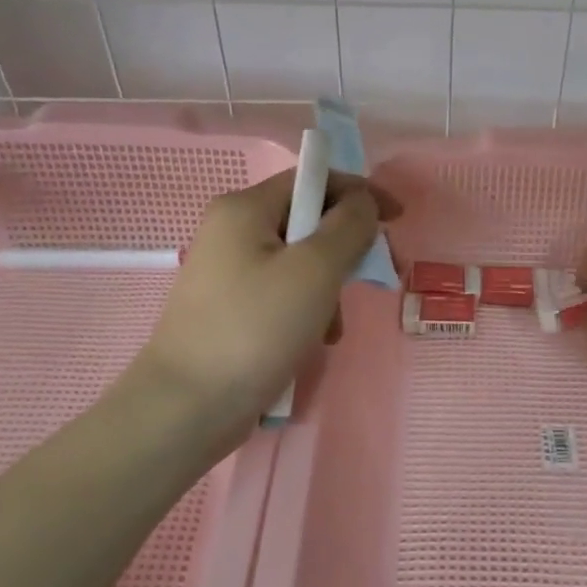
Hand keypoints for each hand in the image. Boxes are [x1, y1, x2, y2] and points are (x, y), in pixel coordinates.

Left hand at [131, 169, 397, 431]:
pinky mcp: (230, 309)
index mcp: (244, 208)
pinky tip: (313, 343)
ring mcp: (228, 273)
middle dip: (345, 251)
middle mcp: (231, 231)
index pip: (312, 180)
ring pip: (299, 264)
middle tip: (374, 280)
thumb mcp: (315, 270)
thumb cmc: (256, 328)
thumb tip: (362, 202)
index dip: (359, 193)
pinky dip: (306, 312)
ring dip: (328, 290)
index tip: (398, 219)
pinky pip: (283, 294)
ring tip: (332, 329)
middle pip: (307, 223)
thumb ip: (348, 226)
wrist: (189, 406)